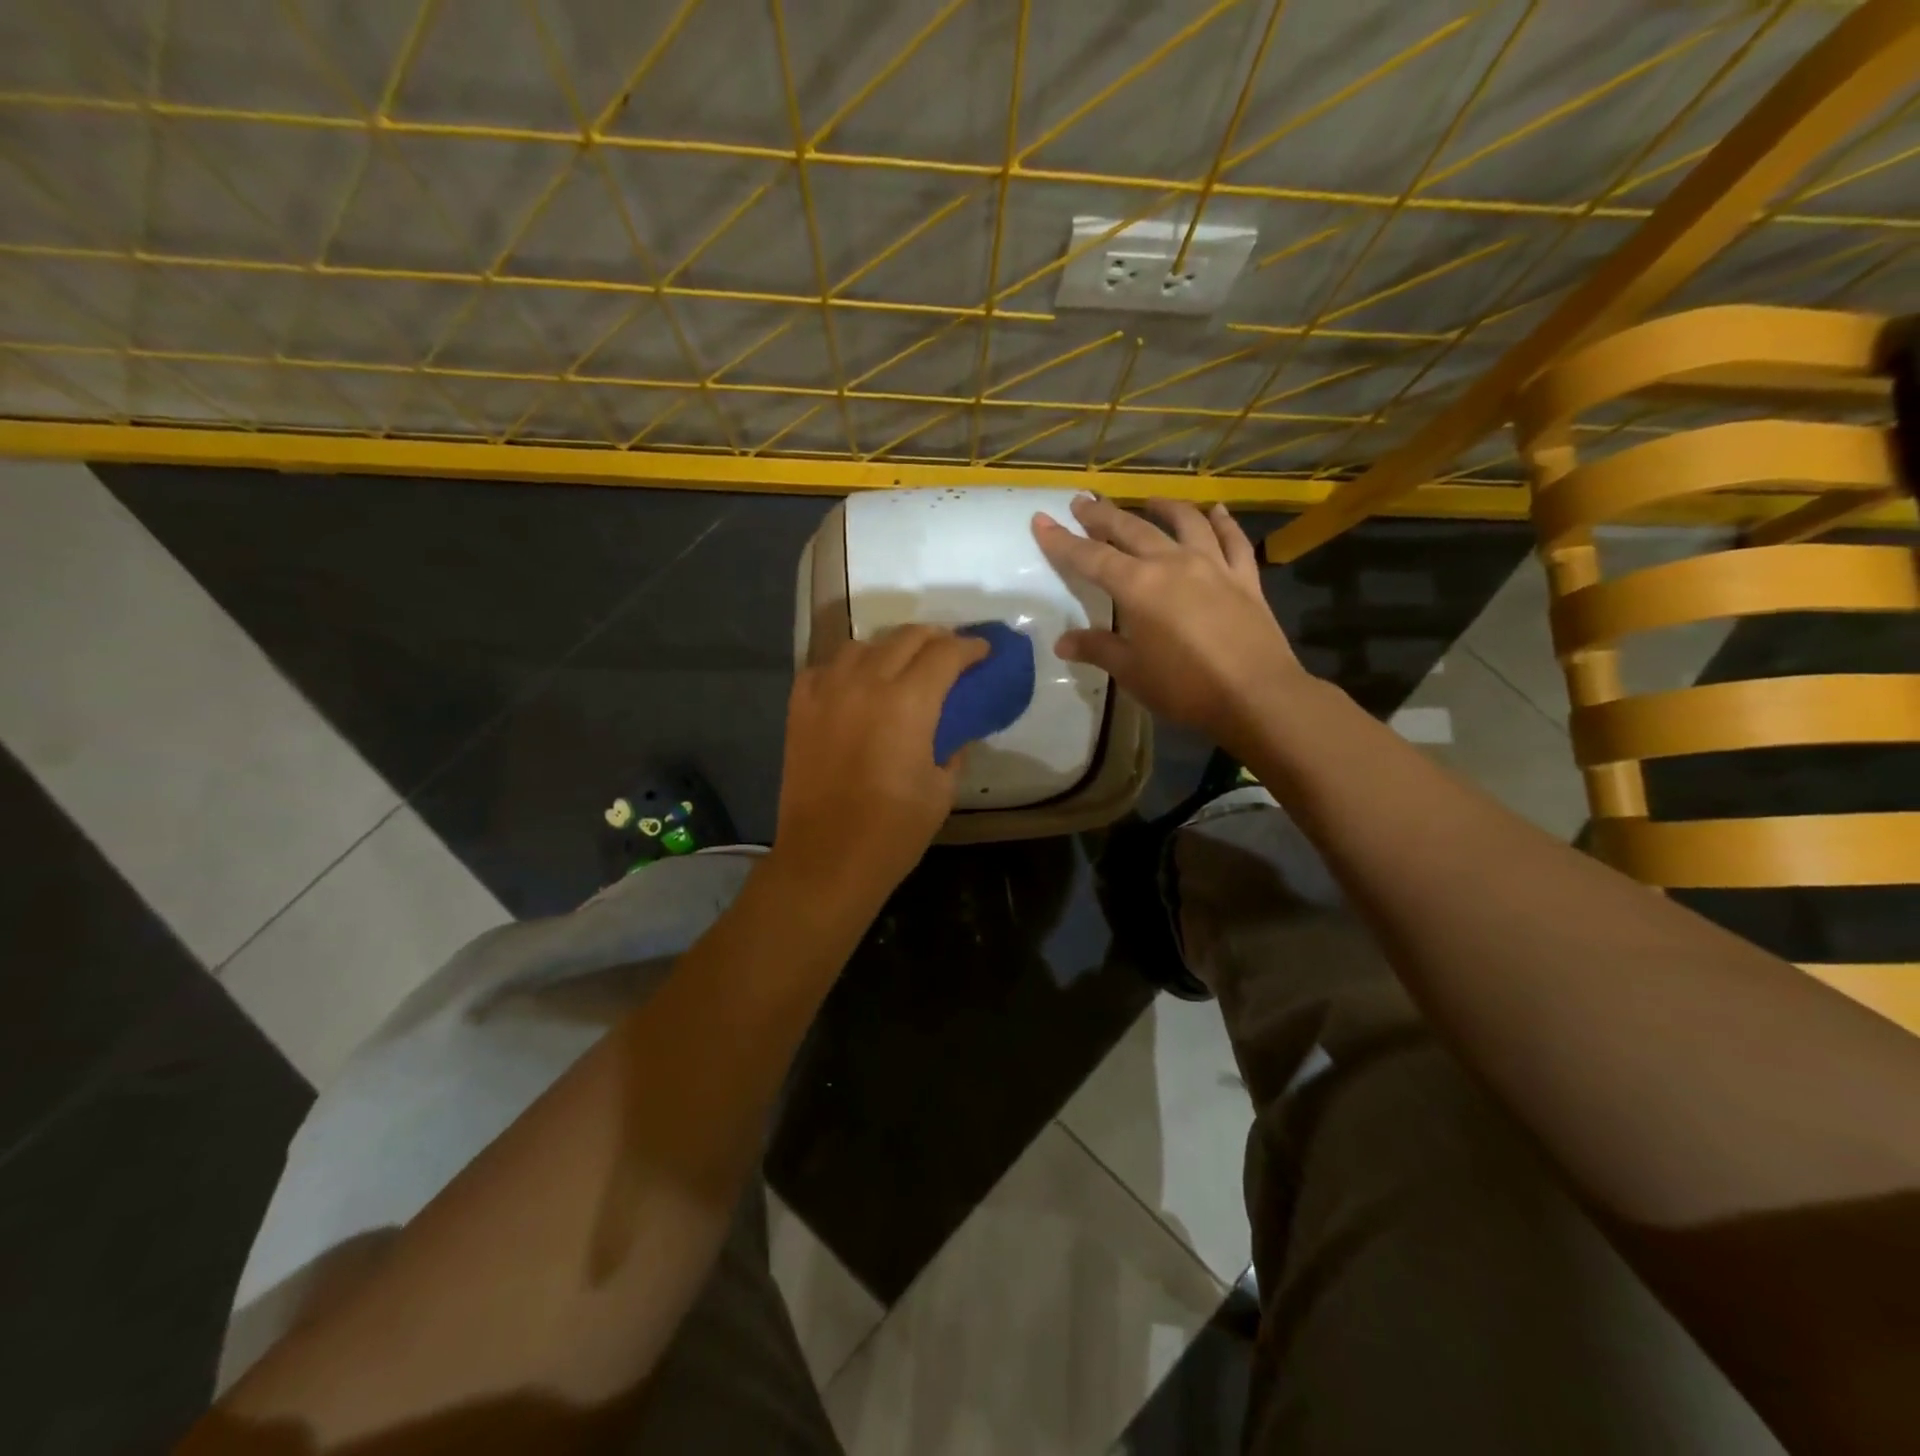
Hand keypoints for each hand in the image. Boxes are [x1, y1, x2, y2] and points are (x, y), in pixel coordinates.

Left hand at [771, 625, 988, 908]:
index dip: (970, 648)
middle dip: (935, 637)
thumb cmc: (893, 831)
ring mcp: (827, 692)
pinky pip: (825, 668)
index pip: (945, 653)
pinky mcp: (799, 708)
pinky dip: (847, 668)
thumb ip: (954, 747)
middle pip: (905, 637)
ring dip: (890, 648)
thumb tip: (955, 729)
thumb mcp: (941, 789)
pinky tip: (856, 684)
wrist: (826, 859)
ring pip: (862, 645)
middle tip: (950, 652)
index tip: (983, 652)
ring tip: (903, 664)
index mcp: (909, 702)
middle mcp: (866, 683)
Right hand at [1033, 496, 1301, 747]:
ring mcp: (1213, 565)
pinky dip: (1223, 522)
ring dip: (1163, 507)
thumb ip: (1098, 649)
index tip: (1041, 521)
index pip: (1090, 558)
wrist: (1255, 694)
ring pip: (1184, 523)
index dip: (1062, 541)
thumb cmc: (1184, 687)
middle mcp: (1172, 563)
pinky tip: (1216, 512)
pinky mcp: (1244, 577)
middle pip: (1131, 529)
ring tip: (1148, 500)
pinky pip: (1233, 540)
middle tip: (1083, 501)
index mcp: (1138, 586)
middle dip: (1103, 515)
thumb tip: (1063, 642)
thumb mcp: (1132, 672)